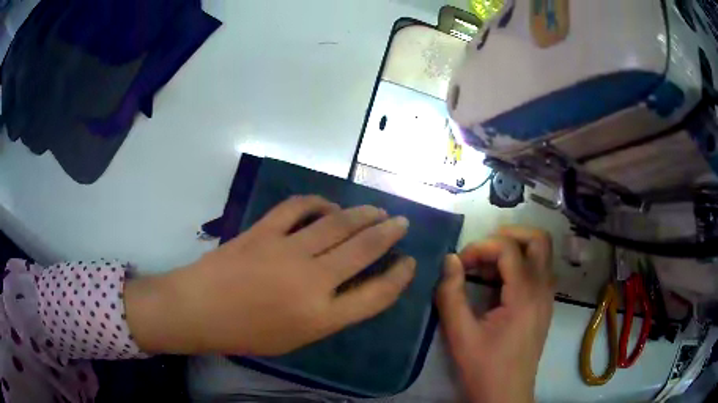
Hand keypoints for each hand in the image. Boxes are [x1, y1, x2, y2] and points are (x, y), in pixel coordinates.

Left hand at [125, 196, 415, 355]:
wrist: (199, 310)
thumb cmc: (246, 334)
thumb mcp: (295, 338)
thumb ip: (328, 314)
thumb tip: (350, 285)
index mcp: (320, 316)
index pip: (376, 294)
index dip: (398, 277)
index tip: (409, 263)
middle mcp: (311, 281)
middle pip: (363, 249)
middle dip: (389, 233)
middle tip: (401, 223)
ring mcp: (286, 250)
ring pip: (337, 223)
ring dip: (363, 214)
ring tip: (377, 210)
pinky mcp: (264, 231)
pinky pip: (298, 208)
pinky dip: (318, 203)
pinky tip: (328, 205)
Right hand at [436, 227, 554, 402]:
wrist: (506, 395)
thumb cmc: (484, 368)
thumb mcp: (460, 334)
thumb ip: (451, 294)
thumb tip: (449, 260)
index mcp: (525, 295)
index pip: (509, 248)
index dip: (481, 247)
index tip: (460, 262)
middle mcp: (543, 289)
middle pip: (538, 240)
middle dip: (509, 235)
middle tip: (482, 249)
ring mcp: (547, 296)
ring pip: (541, 253)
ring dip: (515, 248)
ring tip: (486, 265)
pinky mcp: (544, 305)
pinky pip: (538, 269)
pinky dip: (519, 264)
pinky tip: (497, 282)